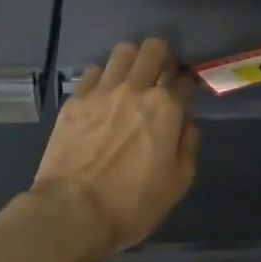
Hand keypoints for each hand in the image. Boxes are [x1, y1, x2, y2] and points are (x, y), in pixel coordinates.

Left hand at [31, 38, 198, 260]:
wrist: (72, 212)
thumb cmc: (131, 204)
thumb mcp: (177, 183)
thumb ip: (188, 144)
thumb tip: (185, 122)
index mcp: (165, 108)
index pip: (184, 80)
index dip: (188, 84)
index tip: (186, 92)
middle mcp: (135, 89)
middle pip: (153, 49)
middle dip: (162, 57)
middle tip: (160, 75)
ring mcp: (102, 91)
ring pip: (123, 52)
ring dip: (133, 60)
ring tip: (131, 78)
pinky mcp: (75, 100)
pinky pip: (93, 72)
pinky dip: (103, 78)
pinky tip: (103, 94)